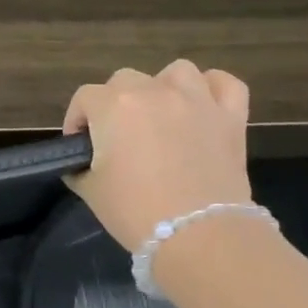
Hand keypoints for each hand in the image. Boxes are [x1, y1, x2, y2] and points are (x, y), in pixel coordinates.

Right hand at [63, 61, 253, 251]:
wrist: (198, 236)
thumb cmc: (135, 212)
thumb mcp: (90, 190)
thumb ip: (79, 166)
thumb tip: (80, 161)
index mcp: (114, 106)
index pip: (84, 98)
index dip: (77, 120)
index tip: (79, 146)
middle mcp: (153, 91)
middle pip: (125, 79)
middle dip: (115, 103)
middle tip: (118, 137)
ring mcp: (197, 100)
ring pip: (176, 71)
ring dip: (163, 87)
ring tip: (161, 115)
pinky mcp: (231, 116)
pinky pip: (224, 83)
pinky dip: (212, 89)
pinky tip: (203, 106)